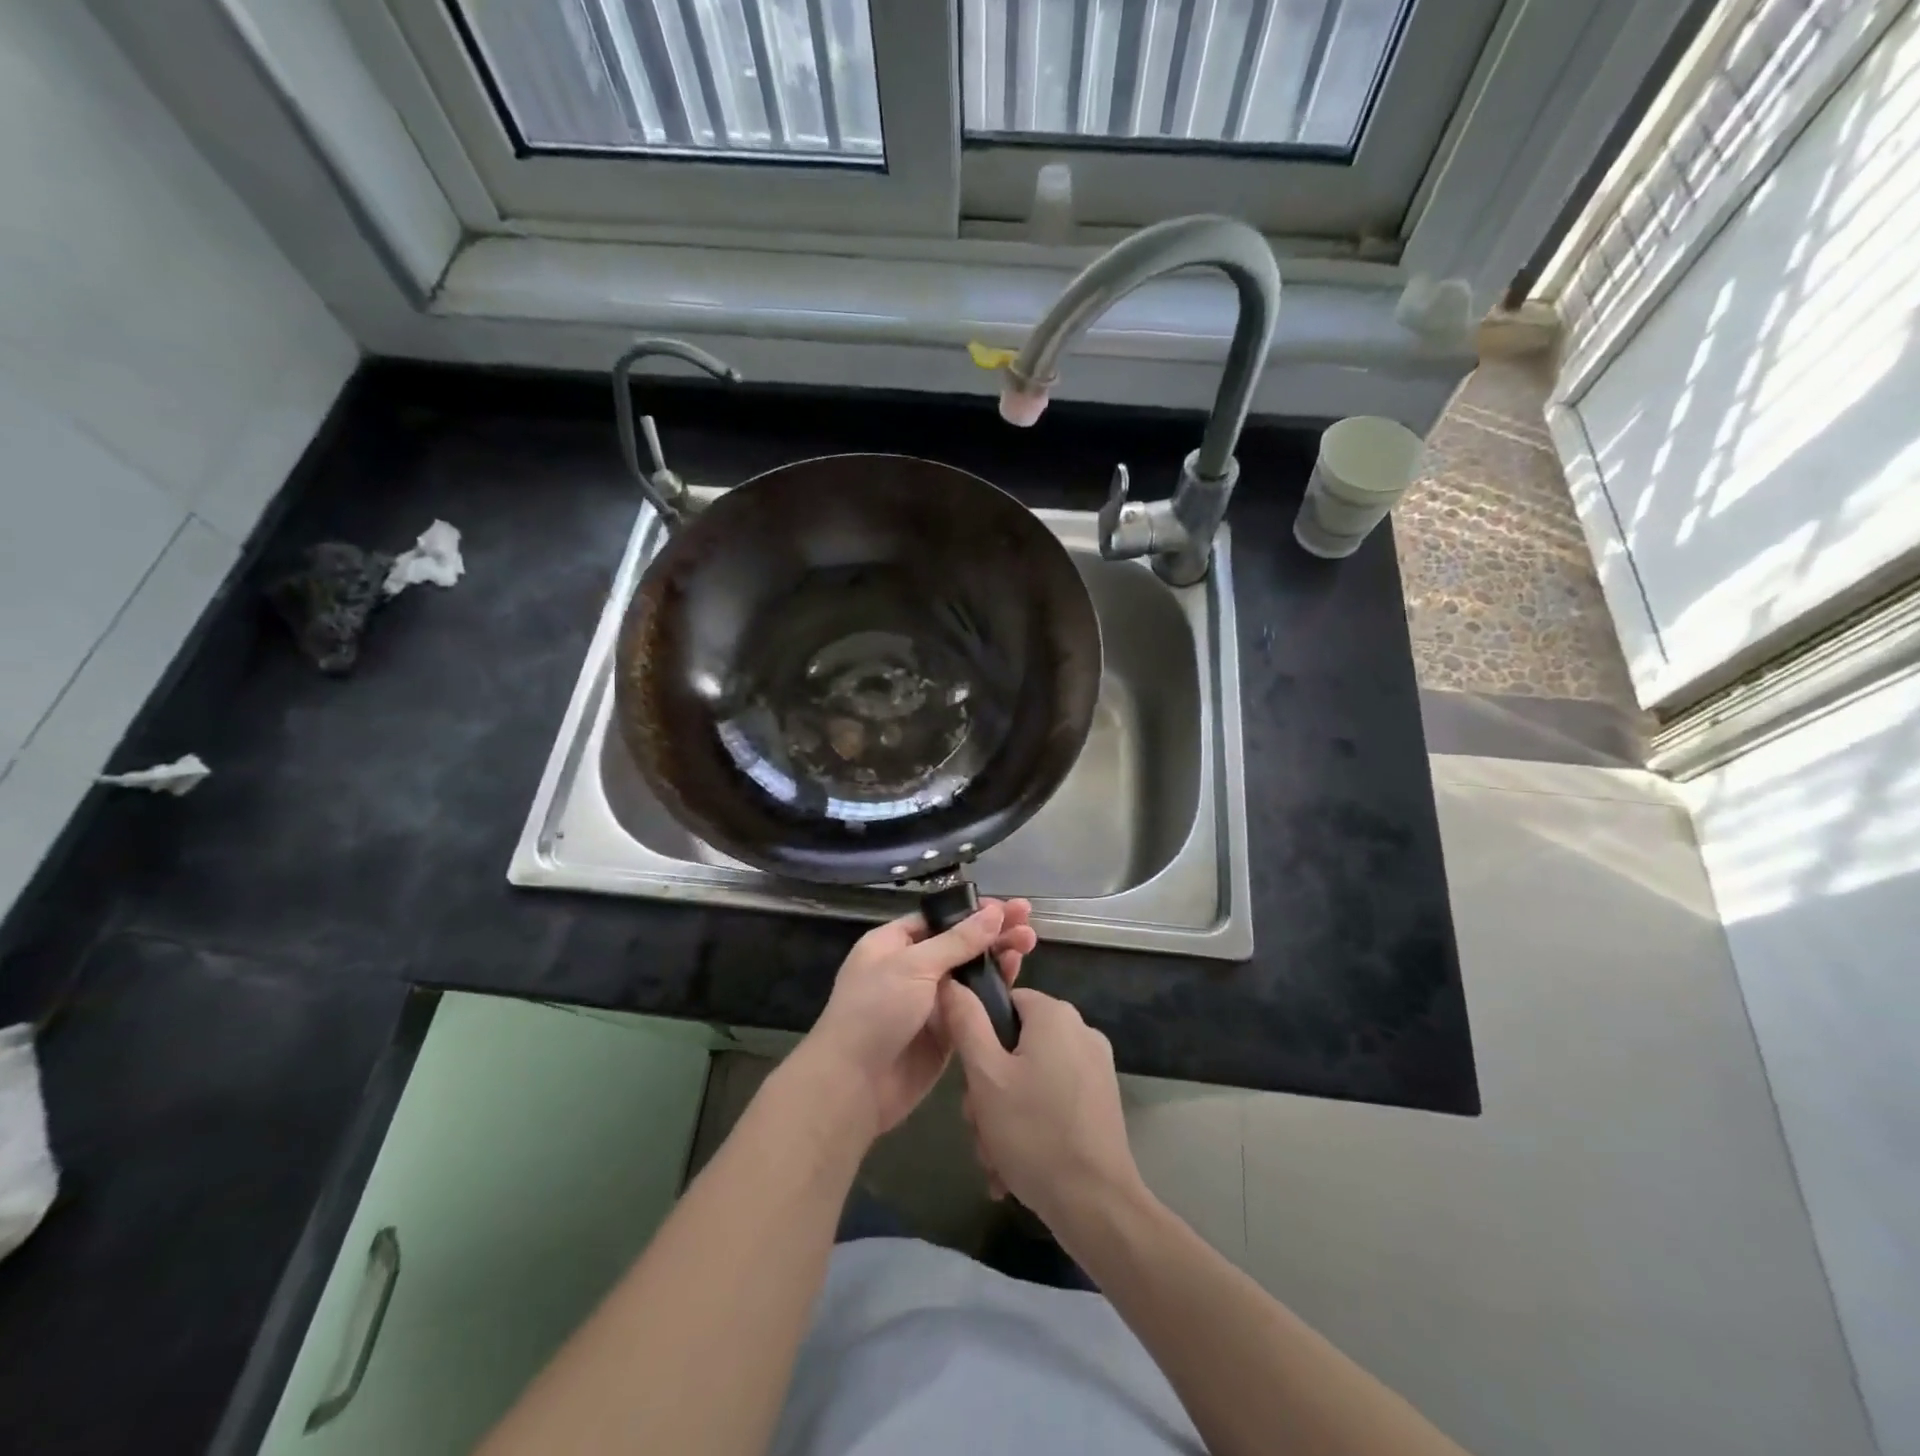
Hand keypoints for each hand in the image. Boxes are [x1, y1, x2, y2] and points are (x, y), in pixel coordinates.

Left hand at [801, 898, 1034, 1138]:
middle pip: (959, 943)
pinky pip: (973, 1005)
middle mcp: (912, 968)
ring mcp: (929, 1002)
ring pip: (970, 973)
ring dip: (998, 957)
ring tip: (1030, 943)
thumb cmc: (876, 1011)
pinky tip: (1017, 975)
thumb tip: (994, 913)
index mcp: (893, 944)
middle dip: (993, 932)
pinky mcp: (945, 1032)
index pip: (940, 919)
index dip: (974, 912)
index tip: (1008, 907)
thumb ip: (958, 941)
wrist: (854, 1085)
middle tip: (1028, 924)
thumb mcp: (914, 966)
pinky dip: (994, 991)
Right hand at [940, 982, 1144, 1235]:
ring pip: (1031, 1078)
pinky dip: (1032, 1124)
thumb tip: (953, 983)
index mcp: (1056, 1015)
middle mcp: (1081, 1031)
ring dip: (1005, 1114)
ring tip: (994, 1157)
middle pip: (1016, 1045)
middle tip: (978, 1126)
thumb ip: (966, 1024)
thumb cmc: (1033, 1132)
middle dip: (989, 1088)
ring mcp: (1095, 1067)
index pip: (1005, 1003)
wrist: (1096, 1205)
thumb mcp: (985, 1076)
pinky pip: (1053, 1099)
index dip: (980, 1036)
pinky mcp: (1102, 1100)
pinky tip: (1015, 1167)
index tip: (970, 1079)